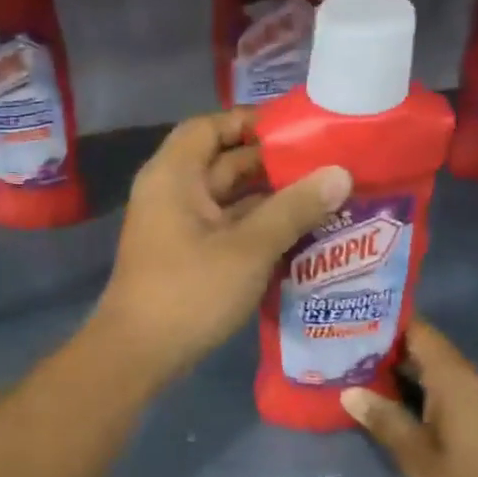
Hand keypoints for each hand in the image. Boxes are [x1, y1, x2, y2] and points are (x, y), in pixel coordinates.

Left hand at [92, 110, 349, 387]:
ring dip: (269, 198)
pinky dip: (256, 227)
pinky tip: (299, 233)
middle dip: (272, 163)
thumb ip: (294, 209)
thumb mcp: (248, 248)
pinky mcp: (185, 256)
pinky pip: (225, 228)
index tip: (298, 130)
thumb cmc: (189, 292)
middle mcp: (171, 193)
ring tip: (325, 196)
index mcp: (174, 176)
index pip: (209, 126)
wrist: (138, 354)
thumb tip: (340, 173)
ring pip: (227, 199)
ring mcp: (176, 226)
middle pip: (222, 162)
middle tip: (327, 165)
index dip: (250, 122)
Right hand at [341, 318, 477, 476]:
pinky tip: (399, 409)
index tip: (352, 322)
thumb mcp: (420, 459)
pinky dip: (424, 393)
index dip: (386, 322)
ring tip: (362, 379)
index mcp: (455, 378)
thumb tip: (350, 393)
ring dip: (404, 375)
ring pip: (438, 373)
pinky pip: (452, 391)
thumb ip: (386, 422)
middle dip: (387, 352)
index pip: (419, 330)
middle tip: (344, 354)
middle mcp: (474, 378)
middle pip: (426, 350)